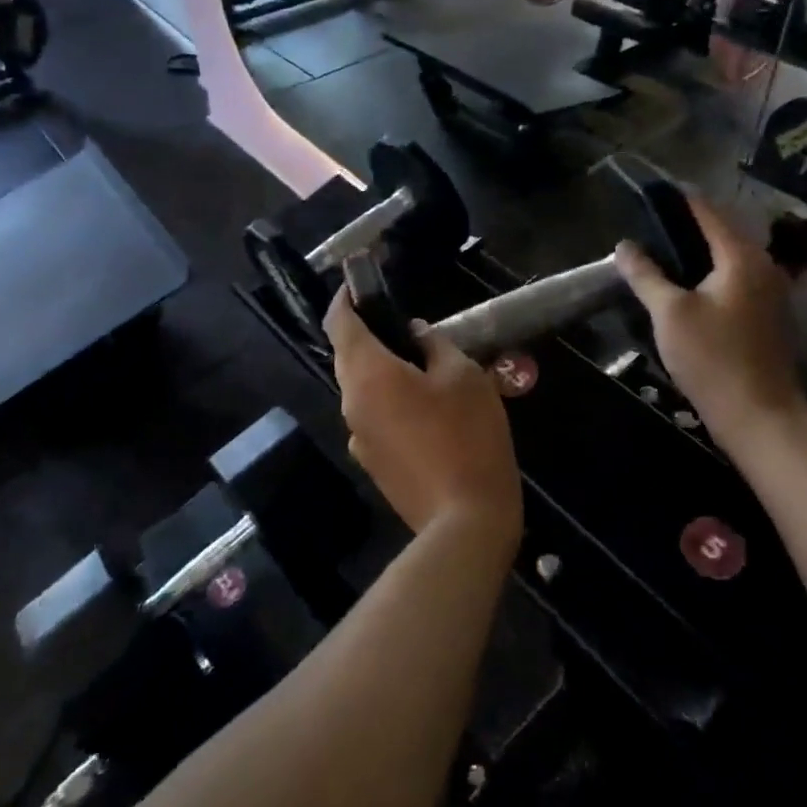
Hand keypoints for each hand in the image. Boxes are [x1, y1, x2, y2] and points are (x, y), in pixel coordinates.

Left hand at [325, 291, 521, 540]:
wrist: (465, 521)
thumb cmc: (467, 435)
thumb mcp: (463, 375)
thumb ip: (434, 346)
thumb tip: (415, 335)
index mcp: (368, 375)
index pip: (339, 324)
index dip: (344, 300)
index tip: (357, 286)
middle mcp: (351, 404)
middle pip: (348, 357)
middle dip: (368, 336)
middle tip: (404, 328)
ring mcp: (358, 438)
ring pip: (362, 390)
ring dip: (381, 372)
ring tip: (421, 369)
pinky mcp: (372, 465)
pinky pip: (373, 418)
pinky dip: (389, 403)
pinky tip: (425, 413)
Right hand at [614, 195, 806, 434]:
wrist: (760, 416)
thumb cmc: (713, 358)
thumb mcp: (670, 313)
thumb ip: (646, 275)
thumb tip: (624, 246)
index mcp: (742, 258)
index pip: (709, 213)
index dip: (682, 199)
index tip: (656, 188)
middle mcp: (764, 267)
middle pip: (724, 233)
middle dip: (691, 224)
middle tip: (654, 221)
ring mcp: (772, 294)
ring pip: (732, 259)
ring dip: (702, 251)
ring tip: (666, 249)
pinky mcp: (769, 318)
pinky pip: (737, 280)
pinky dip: (713, 273)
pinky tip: (690, 285)